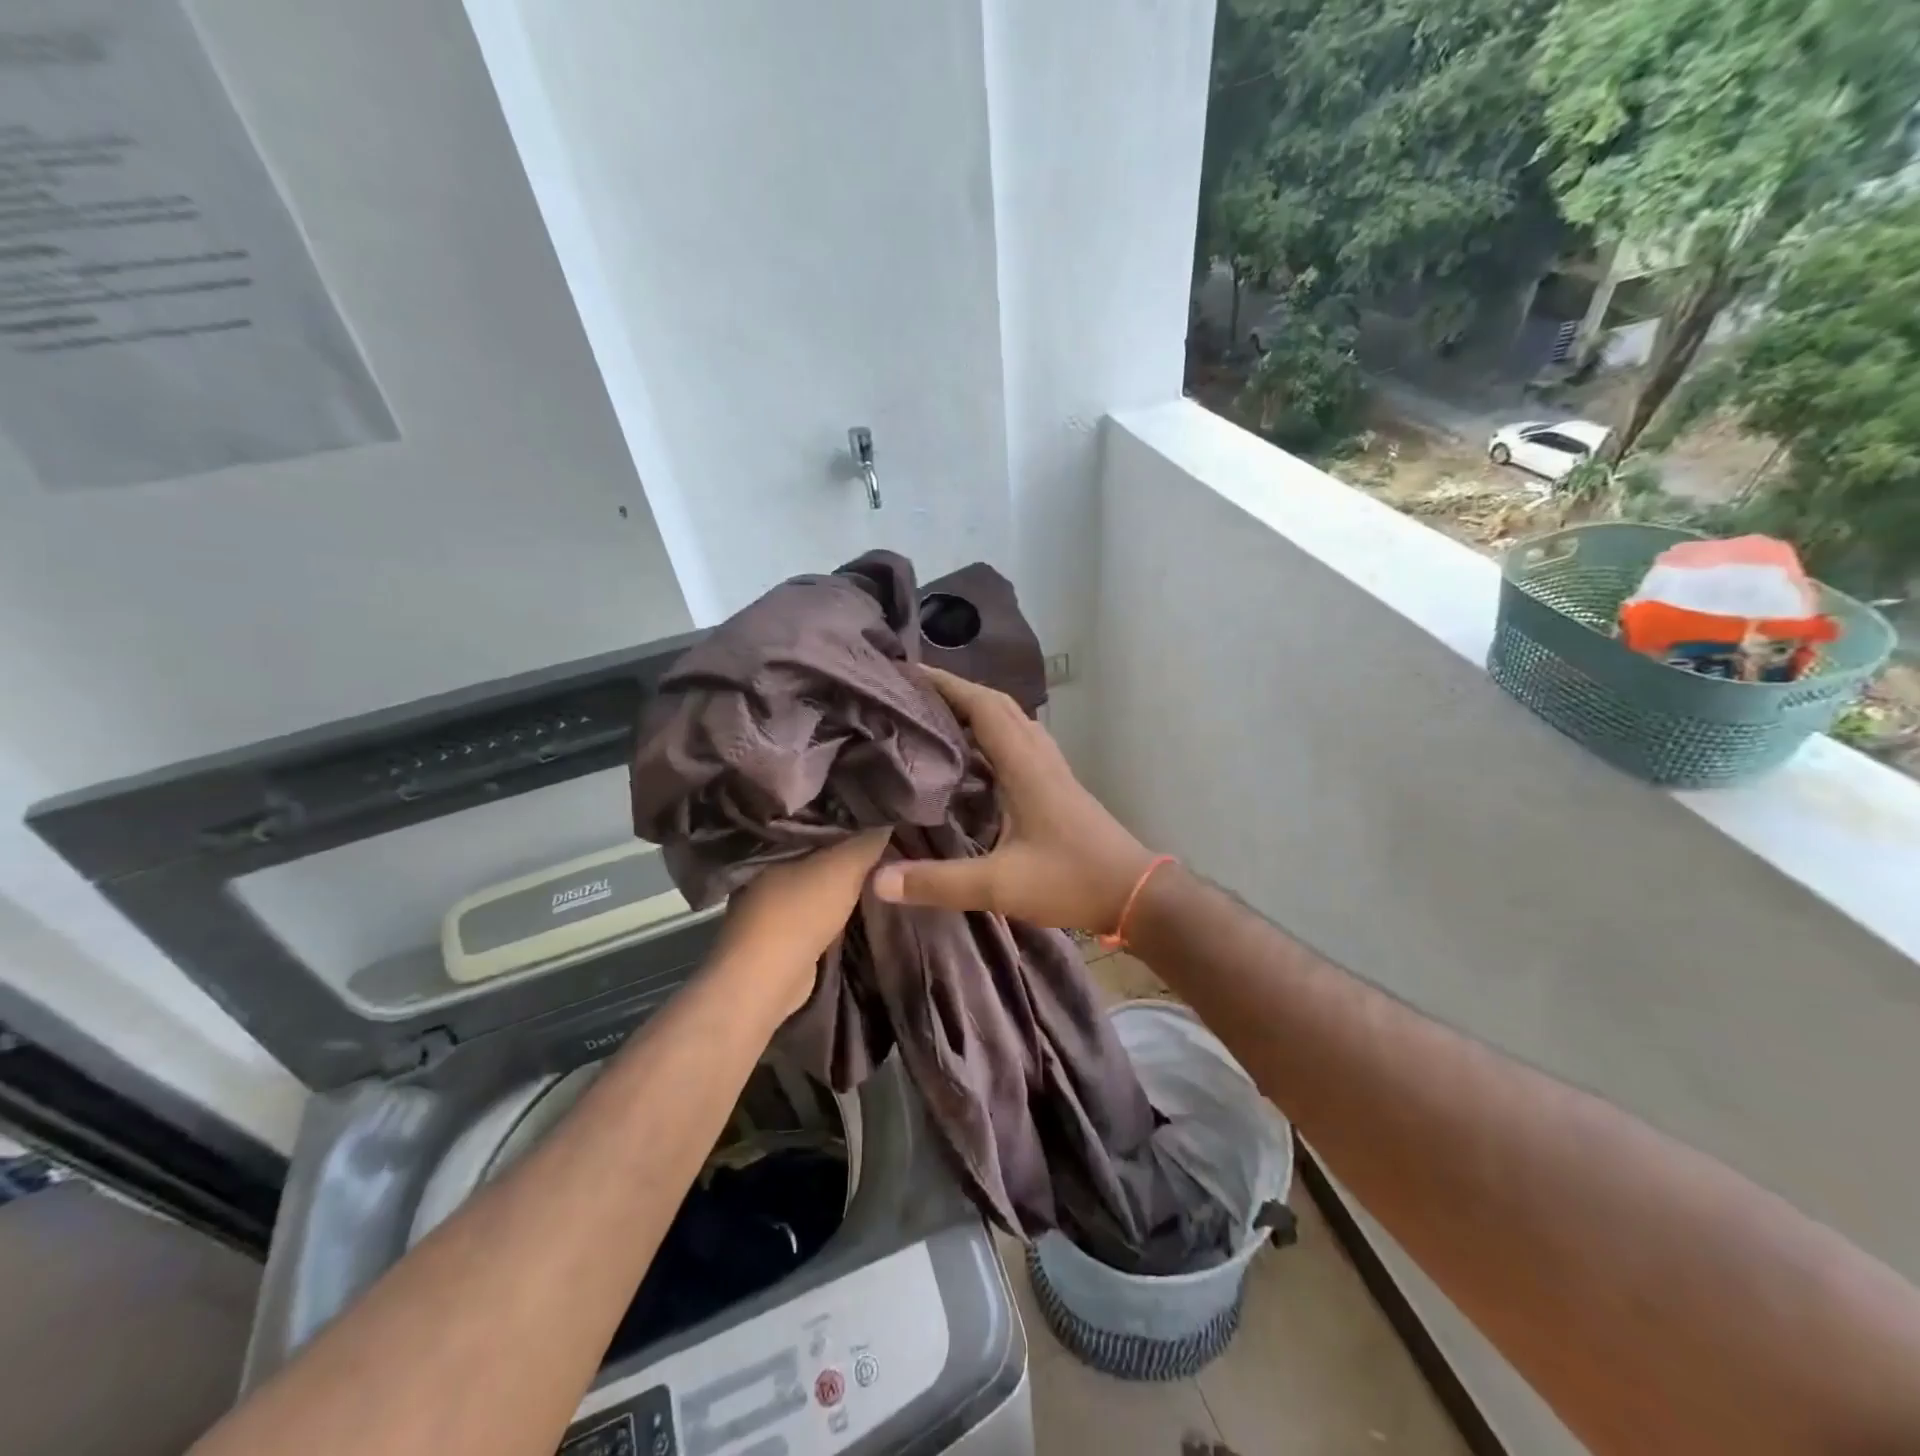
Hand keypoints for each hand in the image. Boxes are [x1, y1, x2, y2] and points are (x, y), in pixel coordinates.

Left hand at [712, 829, 890, 1015]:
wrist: (767, 979)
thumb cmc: (801, 911)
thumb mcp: (845, 867)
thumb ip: (867, 841)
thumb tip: (888, 817)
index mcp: (775, 842)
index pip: (815, 816)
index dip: (847, 814)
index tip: (878, 811)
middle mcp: (766, 866)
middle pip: (817, 848)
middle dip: (847, 845)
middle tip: (885, 837)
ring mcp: (769, 899)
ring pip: (817, 877)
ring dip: (842, 876)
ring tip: (880, 865)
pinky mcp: (779, 929)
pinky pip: (816, 904)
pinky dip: (835, 902)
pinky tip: (859, 898)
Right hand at [872, 667, 1153, 932]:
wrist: (1135, 893)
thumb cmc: (1071, 881)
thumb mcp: (1000, 886)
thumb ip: (938, 883)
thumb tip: (878, 880)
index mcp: (1025, 765)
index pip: (983, 706)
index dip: (946, 684)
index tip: (907, 673)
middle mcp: (1039, 756)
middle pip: (997, 705)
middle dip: (956, 692)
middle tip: (913, 695)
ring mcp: (1052, 768)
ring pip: (1011, 722)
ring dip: (976, 711)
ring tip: (935, 718)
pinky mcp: (1057, 785)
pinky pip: (1019, 743)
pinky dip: (991, 736)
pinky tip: (972, 759)